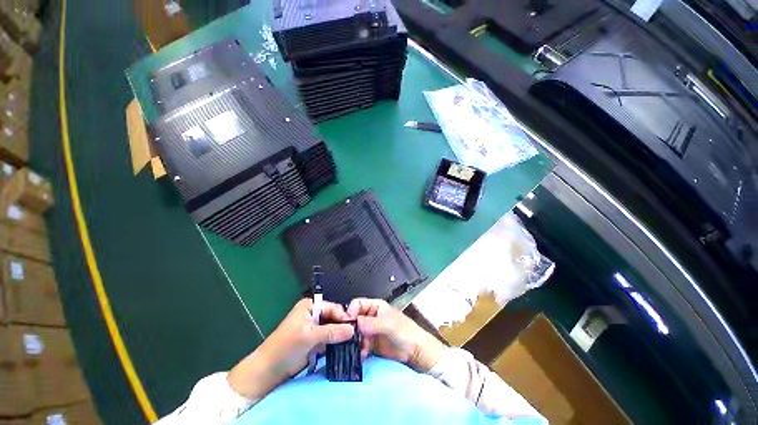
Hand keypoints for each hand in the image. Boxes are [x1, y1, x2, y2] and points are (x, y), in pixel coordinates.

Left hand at [228, 298, 353, 399]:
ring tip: (354, 343)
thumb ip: (331, 332)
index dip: (343, 317)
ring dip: (341, 336)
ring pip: (333, 329)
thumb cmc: (285, 347)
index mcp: (311, 306)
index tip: (355, 327)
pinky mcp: (315, 342)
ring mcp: (315, 329)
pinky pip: (330, 339)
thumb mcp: (309, 336)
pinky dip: (336, 344)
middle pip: (334, 318)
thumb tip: (352, 329)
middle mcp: (314, 314)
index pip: (333, 307)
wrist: (269, 371)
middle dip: (343, 327)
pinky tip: (346, 349)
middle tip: (356, 337)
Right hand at [347, 298, 445, 371]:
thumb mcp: (389, 324)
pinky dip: (358, 350)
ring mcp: (370, 331)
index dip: (351, 311)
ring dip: (352, 341)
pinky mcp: (370, 344)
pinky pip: (359, 345)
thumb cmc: (405, 331)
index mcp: (375, 306)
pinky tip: (361, 355)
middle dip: (350, 327)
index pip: (357, 304)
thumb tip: (356, 323)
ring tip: (354, 348)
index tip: (347, 322)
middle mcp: (370, 317)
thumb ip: (372, 323)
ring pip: (355, 333)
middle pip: (354, 318)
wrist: (415, 351)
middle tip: (347, 338)